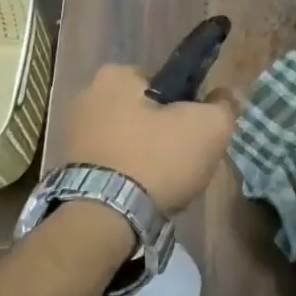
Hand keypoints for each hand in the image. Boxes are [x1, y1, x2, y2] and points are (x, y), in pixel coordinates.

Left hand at [56, 63, 236, 212]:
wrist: (103, 219)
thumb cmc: (156, 159)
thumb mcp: (208, 127)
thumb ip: (224, 105)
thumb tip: (228, 94)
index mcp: (116, 75)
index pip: (165, 82)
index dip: (187, 106)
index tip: (196, 132)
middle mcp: (87, 96)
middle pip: (145, 111)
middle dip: (164, 133)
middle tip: (183, 161)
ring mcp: (73, 133)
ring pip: (128, 139)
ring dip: (145, 156)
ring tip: (163, 185)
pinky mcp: (68, 167)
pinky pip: (111, 163)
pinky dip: (126, 176)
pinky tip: (140, 196)